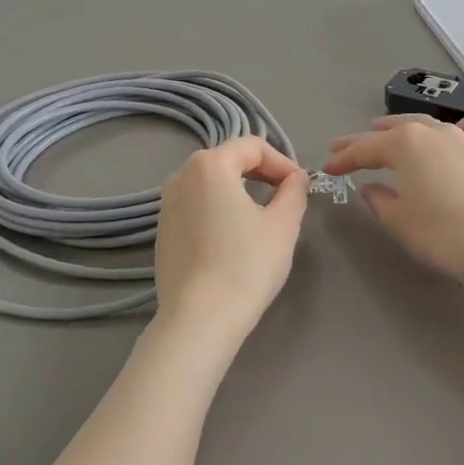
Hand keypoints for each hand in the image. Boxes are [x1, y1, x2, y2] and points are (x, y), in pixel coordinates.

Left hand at [154, 137, 307, 340]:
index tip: (300, 187)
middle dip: (261, 173)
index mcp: (210, 165)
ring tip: (262, 217)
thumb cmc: (247, 265)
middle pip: (229, 160)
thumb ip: (294, 192)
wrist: (200, 318)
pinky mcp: (163, 230)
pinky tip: (233, 239)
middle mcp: (181, 176)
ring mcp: (166, 203)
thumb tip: (296, 179)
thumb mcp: (283, 225)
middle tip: (286, 198)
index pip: (253, 146)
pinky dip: (218, 210)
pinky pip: (196, 206)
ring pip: (211, 183)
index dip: (282, 162)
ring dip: (239, 191)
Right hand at [324, 115, 463, 286]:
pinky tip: (457, 133)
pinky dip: (463, 127)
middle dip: (367, 139)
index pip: (364, 149)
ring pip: (429, 124)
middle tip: (345, 148)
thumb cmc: (442, 233)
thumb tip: (371, 187)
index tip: (327, 167)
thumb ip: (379, 200)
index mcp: (404, 144)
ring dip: (405, 128)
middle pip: (393, 130)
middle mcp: (433, 132)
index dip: (343, 159)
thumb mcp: (398, 221)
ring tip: (388, 132)